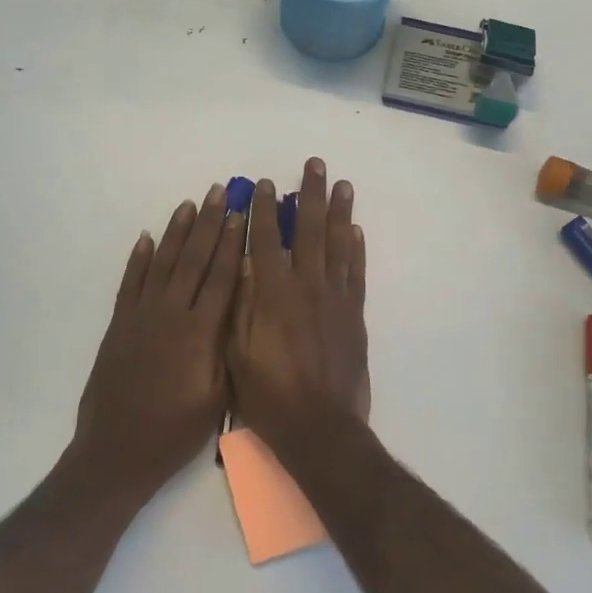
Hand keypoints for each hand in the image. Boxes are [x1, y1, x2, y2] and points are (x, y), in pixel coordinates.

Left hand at [74, 184, 244, 494]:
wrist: (117, 452)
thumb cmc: (175, 432)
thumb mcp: (217, 397)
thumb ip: (228, 349)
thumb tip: (240, 308)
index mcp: (199, 333)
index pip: (220, 278)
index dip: (232, 244)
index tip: (240, 215)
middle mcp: (170, 315)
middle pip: (192, 260)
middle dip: (208, 224)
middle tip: (219, 193)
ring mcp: (140, 316)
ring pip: (161, 263)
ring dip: (175, 232)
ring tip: (188, 205)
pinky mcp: (118, 324)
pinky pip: (129, 282)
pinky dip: (138, 258)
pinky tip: (147, 238)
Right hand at [226, 159, 370, 454]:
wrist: (320, 428)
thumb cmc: (268, 395)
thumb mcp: (235, 352)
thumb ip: (238, 305)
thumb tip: (242, 262)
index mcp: (272, 294)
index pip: (266, 240)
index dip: (264, 210)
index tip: (264, 183)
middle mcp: (306, 286)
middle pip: (309, 230)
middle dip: (310, 195)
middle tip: (315, 164)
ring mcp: (334, 299)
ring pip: (338, 245)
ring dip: (339, 212)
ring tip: (342, 184)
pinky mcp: (354, 315)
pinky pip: (355, 273)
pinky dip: (356, 249)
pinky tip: (355, 231)